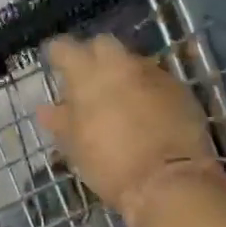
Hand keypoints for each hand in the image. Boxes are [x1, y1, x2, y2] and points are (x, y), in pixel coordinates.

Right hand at [36, 36, 224, 225]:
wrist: (170, 182)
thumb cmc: (111, 165)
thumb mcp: (76, 146)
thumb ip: (60, 121)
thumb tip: (46, 109)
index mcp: (88, 75)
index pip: (64, 47)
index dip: (57, 54)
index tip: (54, 65)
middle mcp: (120, 65)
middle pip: (103, 44)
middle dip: (94, 56)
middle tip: (90, 80)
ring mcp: (153, 74)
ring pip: (132, 61)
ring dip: (123, 73)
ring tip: (119, 99)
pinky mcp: (180, 89)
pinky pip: (156, 79)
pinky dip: (147, 89)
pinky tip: (147, 111)